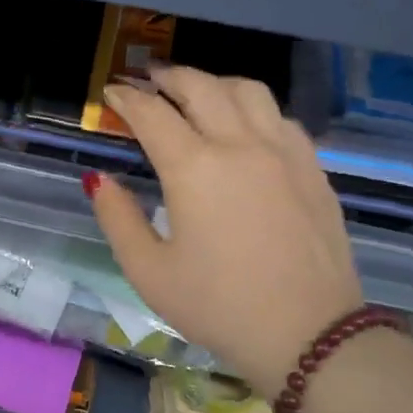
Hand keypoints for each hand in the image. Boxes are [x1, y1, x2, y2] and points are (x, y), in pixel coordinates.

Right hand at [88, 66, 362, 393]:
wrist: (310, 336)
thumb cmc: (219, 307)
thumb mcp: (148, 272)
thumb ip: (116, 218)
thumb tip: (99, 178)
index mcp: (194, 168)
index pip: (151, 113)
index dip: (126, 98)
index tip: (112, 93)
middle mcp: (240, 145)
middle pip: (201, 86)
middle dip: (168, 76)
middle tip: (148, 79)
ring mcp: (284, 152)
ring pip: (248, 90)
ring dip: (214, 83)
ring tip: (196, 93)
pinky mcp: (313, 168)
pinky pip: (279, 116)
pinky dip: (252, 107)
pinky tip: (245, 126)